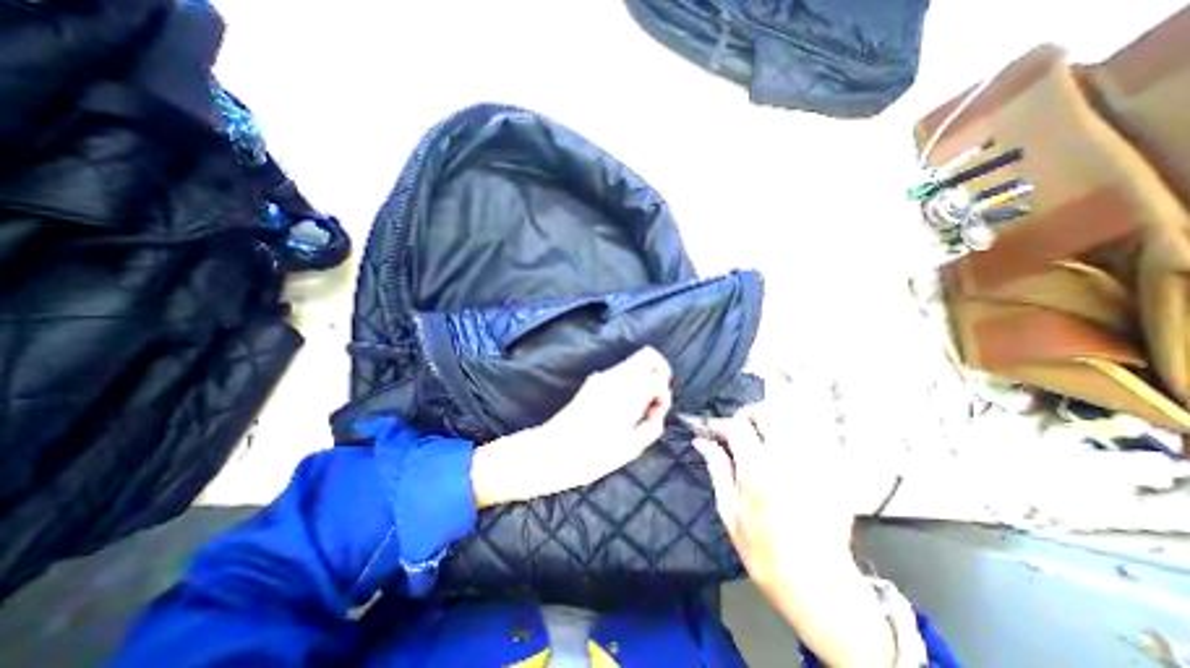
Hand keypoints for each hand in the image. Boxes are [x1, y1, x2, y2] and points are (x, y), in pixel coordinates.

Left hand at [474, 349, 674, 507]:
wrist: (553, 451)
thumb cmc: (593, 455)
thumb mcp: (632, 448)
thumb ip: (652, 425)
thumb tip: (656, 412)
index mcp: (628, 393)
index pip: (658, 377)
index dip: (664, 394)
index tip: (657, 412)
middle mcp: (615, 377)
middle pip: (647, 355)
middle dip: (660, 371)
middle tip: (657, 397)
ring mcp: (602, 377)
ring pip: (634, 362)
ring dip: (644, 378)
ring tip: (638, 408)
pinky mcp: (593, 382)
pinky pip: (621, 373)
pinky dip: (631, 383)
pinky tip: (623, 408)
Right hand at [694, 374, 897, 666]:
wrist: (820, 587)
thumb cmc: (765, 553)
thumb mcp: (730, 513)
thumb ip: (717, 469)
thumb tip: (702, 442)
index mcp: (759, 473)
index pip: (736, 428)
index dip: (719, 422)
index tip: (708, 427)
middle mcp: (789, 461)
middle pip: (768, 412)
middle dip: (747, 415)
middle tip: (737, 430)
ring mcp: (816, 464)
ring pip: (794, 418)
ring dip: (771, 420)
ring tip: (760, 435)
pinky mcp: (835, 471)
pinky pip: (814, 435)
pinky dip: (795, 432)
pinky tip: (785, 447)